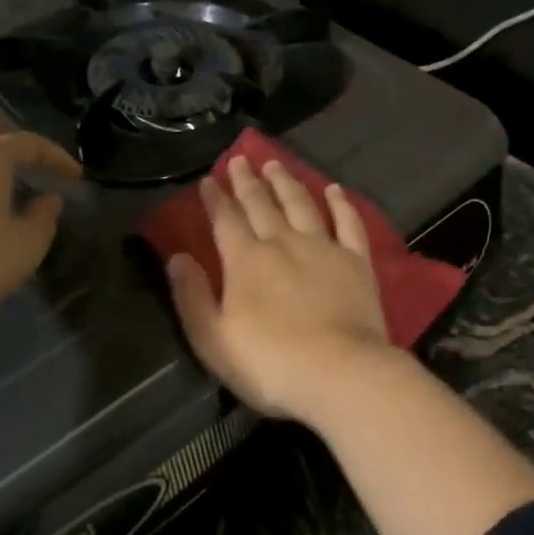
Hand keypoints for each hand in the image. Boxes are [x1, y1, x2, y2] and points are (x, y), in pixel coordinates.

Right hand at [166, 156, 394, 420]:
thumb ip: (192, 296)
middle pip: (261, 204)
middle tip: (240, 160)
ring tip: (275, 164)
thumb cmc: (270, 364)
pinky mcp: (356, 261)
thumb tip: (177, 257)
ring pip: (301, 204)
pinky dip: (341, 204)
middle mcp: (283, 242)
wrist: (341, 374)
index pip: (225, 220)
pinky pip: (348, 223)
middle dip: (247, 181)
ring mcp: (323, 248)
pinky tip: (334, 189)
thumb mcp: (213, 340)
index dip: (215, 198)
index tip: (209, 179)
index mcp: (246, 260)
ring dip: (286, 182)